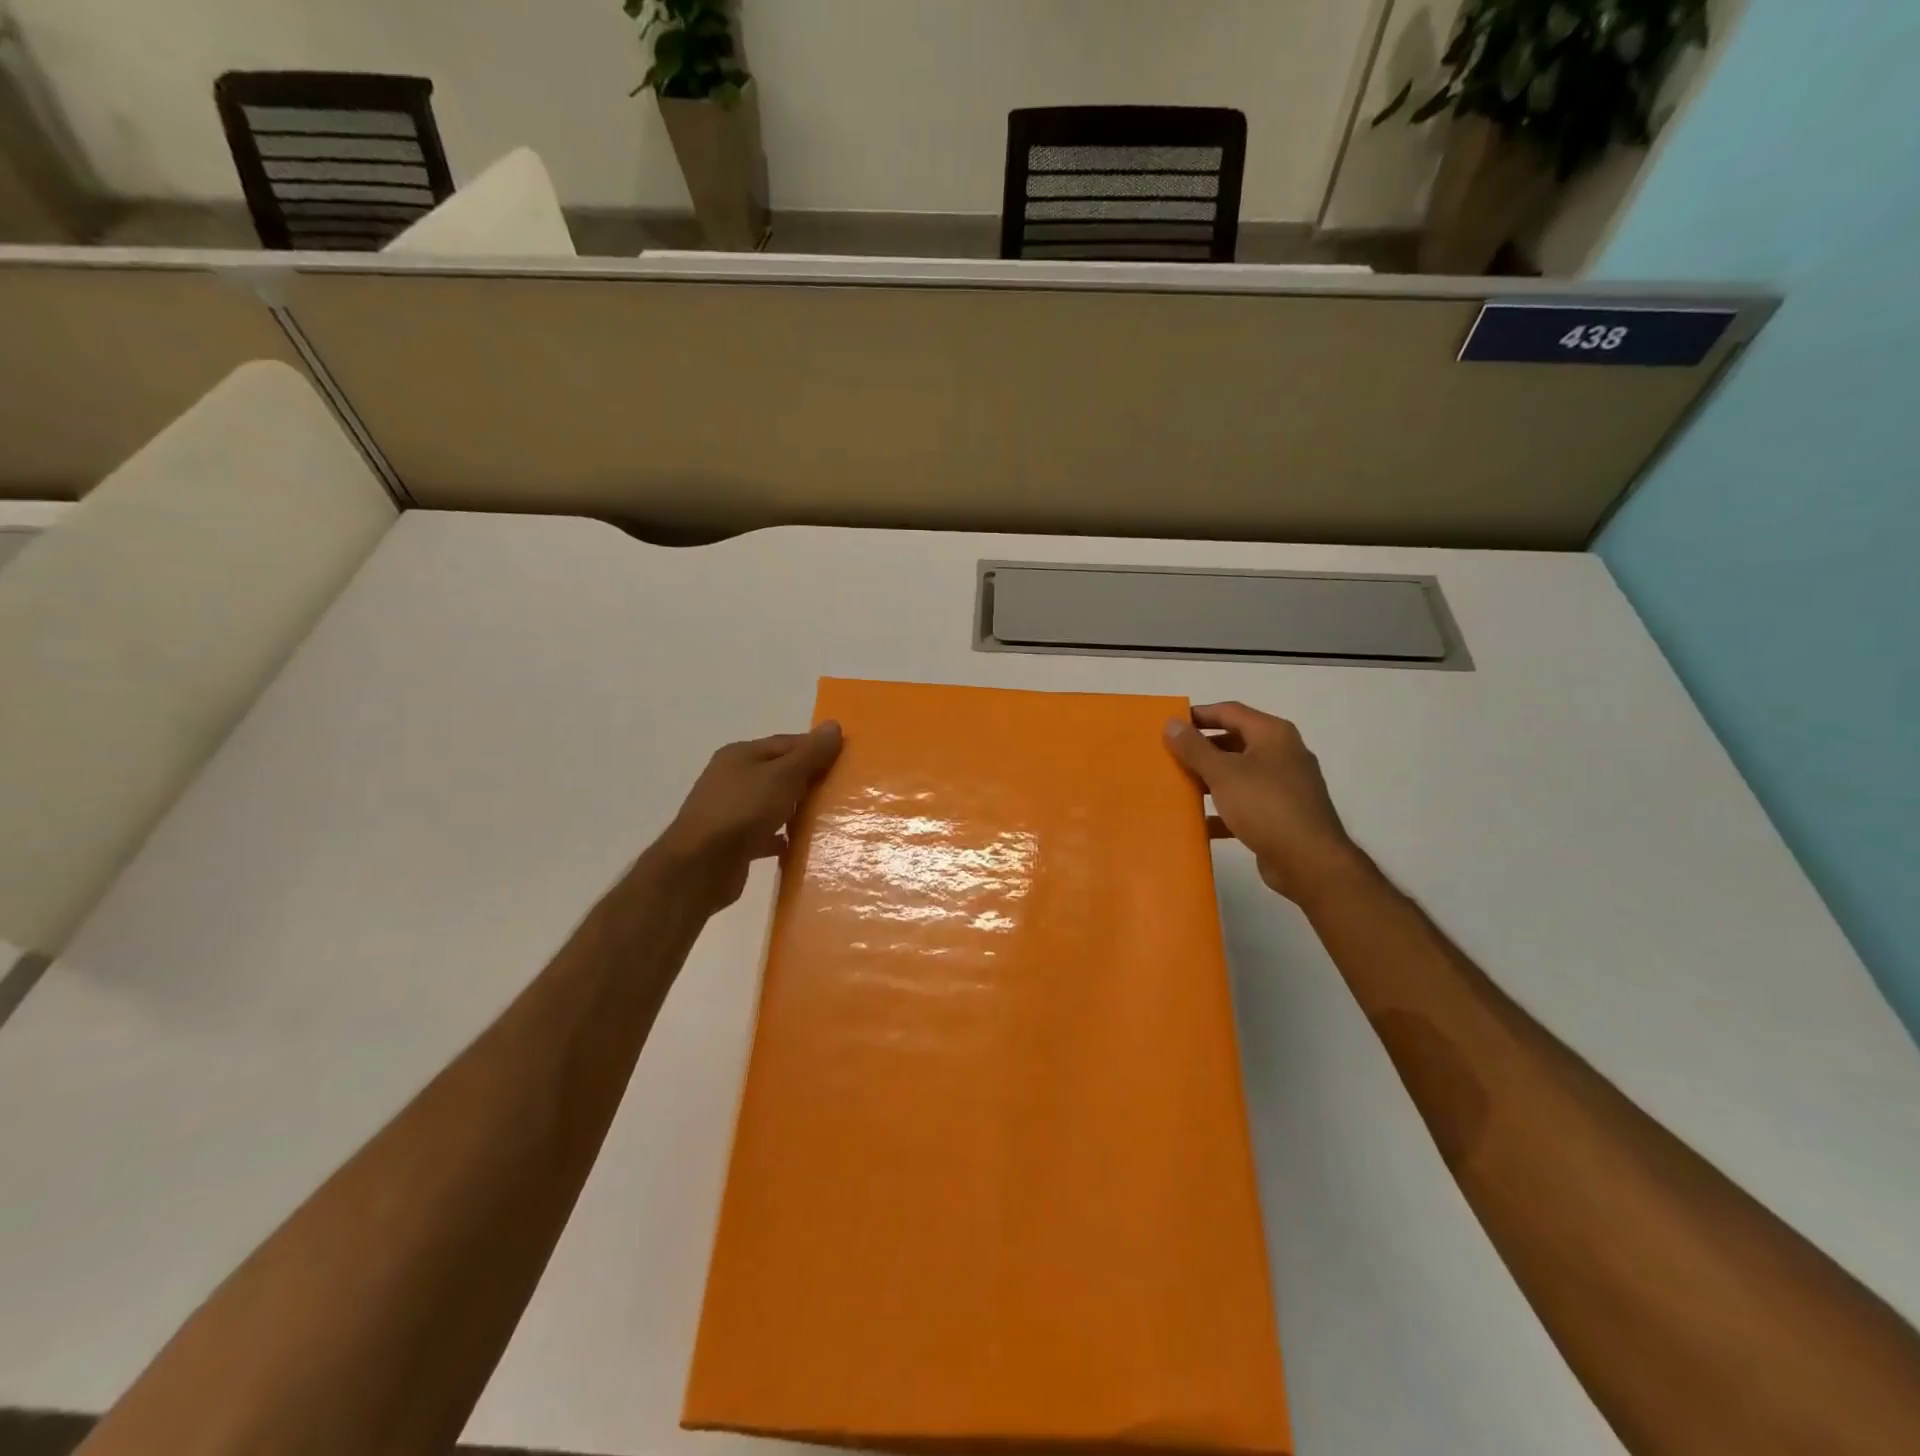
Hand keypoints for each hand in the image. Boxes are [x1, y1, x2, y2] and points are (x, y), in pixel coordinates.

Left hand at [649, 723, 842, 911]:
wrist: (699, 867)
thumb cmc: (743, 811)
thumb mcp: (783, 776)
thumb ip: (810, 753)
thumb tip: (834, 725)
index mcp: (741, 754)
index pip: (787, 743)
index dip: (816, 748)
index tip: (846, 760)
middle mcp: (732, 778)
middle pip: (780, 773)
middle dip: (809, 780)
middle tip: (842, 790)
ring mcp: (730, 811)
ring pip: (773, 804)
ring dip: (797, 809)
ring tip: (828, 818)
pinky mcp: (733, 842)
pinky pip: (765, 834)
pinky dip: (782, 837)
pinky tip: (802, 846)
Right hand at [1164, 702, 1367, 903]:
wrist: (1310, 862)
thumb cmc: (1265, 806)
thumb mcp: (1223, 773)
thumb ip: (1195, 748)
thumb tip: (1172, 723)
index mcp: (1272, 734)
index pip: (1230, 712)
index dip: (1199, 715)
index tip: (1169, 725)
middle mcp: (1282, 754)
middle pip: (1235, 741)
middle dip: (1202, 749)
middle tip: (1170, 756)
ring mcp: (1284, 785)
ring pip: (1239, 774)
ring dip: (1210, 779)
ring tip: (1178, 785)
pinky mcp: (1281, 814)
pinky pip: (1245, 803)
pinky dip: (1223, 809)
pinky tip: (1199, 821)